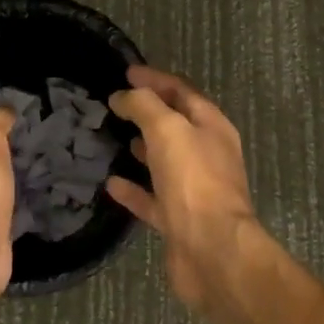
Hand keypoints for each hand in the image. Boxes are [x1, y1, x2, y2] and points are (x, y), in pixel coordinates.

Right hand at [105, 66, 262, 315]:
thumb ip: (144, 106)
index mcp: (211, 126)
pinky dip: (133, 189)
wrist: (212, 251)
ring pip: (164, 161)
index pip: (182, 91)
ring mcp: (194, 189)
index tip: (127, 72)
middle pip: (175, 125)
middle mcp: (207, 154)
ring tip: (112, 137)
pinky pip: (152, 198)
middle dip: (148, 112)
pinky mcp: (179, 220)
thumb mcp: (167, 129)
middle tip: (115, 104)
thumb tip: (123, 96)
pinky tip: (111, 183)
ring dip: (142, 148)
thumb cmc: (193, 180)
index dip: (155, 79)